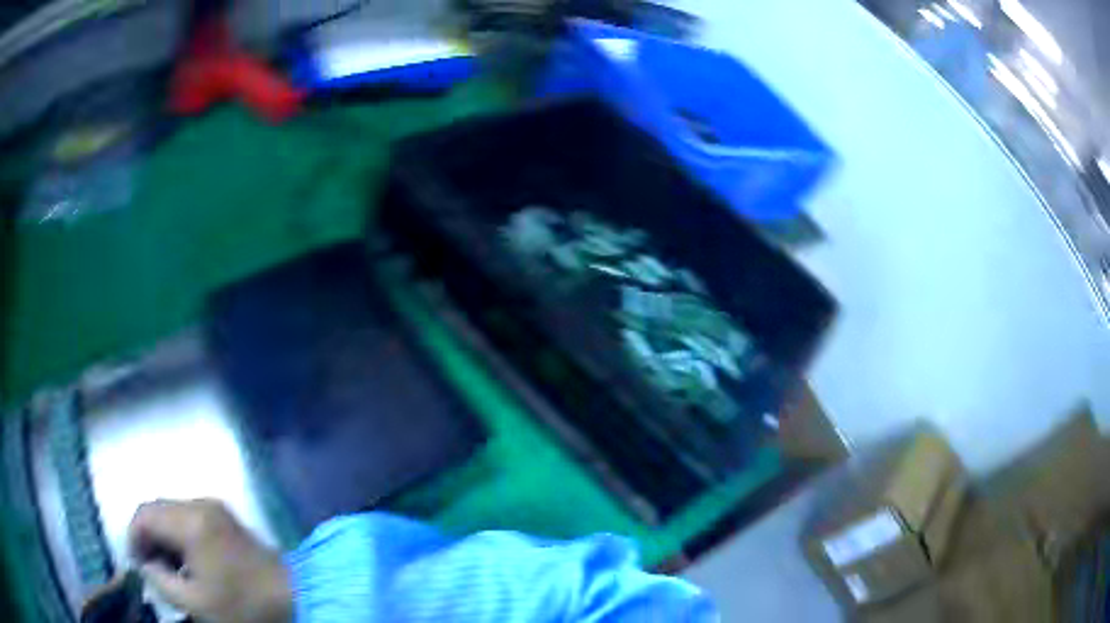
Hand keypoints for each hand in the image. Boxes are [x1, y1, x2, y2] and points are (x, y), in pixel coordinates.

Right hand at [128, 499, 291, 622]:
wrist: (295, 597)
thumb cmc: (243, 605)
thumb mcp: (195, 602)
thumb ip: (160, 581)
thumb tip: (144, 565)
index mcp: (189, 522)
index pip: (144, 515)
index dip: (133, 537)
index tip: (136, 563)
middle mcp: (199, 504)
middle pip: (156, 509)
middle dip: (146, 535)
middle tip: (150, 566)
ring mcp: (214, 507)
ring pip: (171, 511)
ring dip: (162, 535)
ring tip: (167, 567)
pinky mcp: (224, 516)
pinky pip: (188, 516)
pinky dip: (178, 534)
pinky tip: (185, 561)